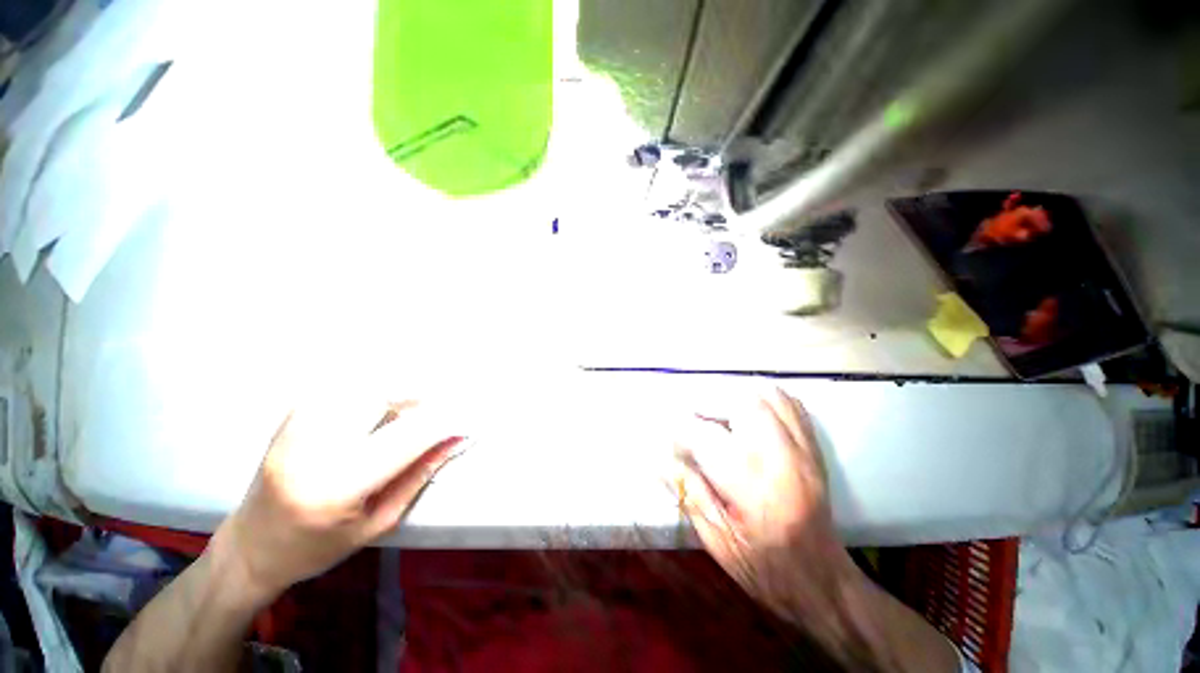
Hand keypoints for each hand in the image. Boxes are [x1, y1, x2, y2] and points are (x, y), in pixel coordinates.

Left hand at [214, 397, 465, 600]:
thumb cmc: (318, 547)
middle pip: (382, 395)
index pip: (408, 436)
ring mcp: (295, 427)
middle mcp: (312, 448)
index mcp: (336, 487)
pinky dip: (372, 390)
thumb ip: (420, 474)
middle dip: (420, 396)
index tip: (471, 417)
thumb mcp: (379, 521)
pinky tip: (379, 407)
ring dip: (397, 390)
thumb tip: (458, 439)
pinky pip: (343, 386)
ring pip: (363, 383)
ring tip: (409, 411)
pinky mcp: (290, 415)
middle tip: (439, 410)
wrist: (251, 548)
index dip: (446, 421)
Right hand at [672, 388, 856, 625]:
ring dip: (736, 395)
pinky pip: (789, 403)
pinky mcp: (813, 448)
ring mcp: (804, 450)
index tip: (671, 437)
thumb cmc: (764, 567)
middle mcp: (782, 461)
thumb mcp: (716, 539)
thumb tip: (659, 457)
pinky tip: (747, 411)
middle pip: (743, 403)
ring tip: (719, 411)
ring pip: (768, 395)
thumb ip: (687, 490)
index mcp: (753, 490)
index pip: (706, 438)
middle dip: (710, 401)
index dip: (681, 431)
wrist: (822, 581)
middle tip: (694, 416)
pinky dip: (762, 397)